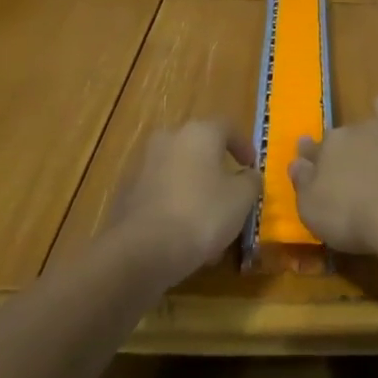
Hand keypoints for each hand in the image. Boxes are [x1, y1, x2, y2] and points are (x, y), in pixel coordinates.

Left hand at [105, 120, 259, 285]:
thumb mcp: (242, 199)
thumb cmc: (201, 214)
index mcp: (198, 132)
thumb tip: (249, 175)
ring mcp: (143, 166)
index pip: (228, 127)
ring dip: (195, 192)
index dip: (243, 146)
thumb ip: (251, 181)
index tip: (251, 166)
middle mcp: (168, 139)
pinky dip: (174, 207)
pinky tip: (184, 238)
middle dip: (215, 170)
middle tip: (230, 194)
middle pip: (199, 149)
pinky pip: (160, 195)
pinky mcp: (126, 194)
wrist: (140, 251)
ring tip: (209, 225)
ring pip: (178, 174)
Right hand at [288, 93, 377, 254]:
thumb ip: (303, 183)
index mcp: (331, 147)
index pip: (316, 147)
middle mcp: (361, 128)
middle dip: (351, 142)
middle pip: (351, 130)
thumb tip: (296, 162)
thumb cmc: (355, 217)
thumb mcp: (313, 211)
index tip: (311, 161)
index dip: (313, 154)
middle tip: (357, 165)